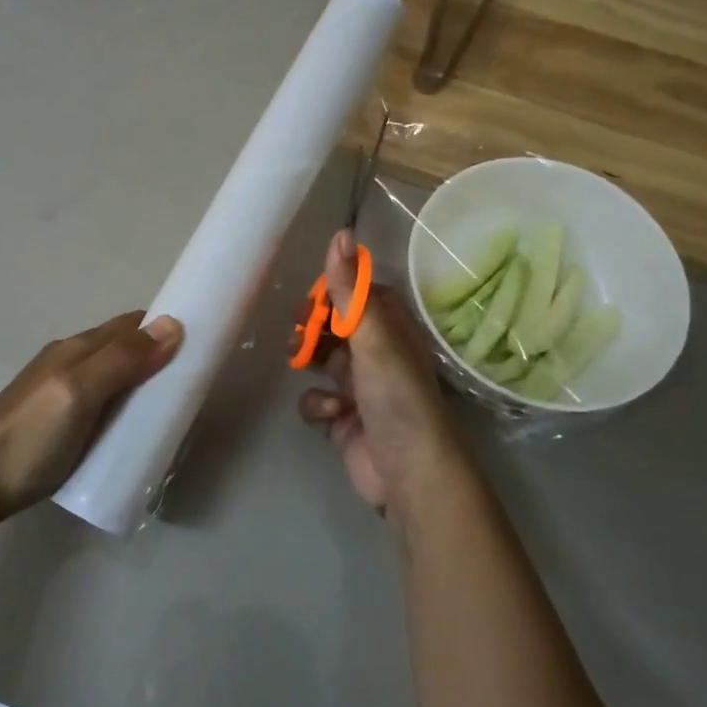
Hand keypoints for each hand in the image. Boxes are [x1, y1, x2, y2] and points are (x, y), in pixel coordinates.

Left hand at [0, 311, 182, 525]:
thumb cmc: (30, 435)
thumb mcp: (79, 392)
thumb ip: (123, 360)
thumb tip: (174, 324)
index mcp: (78, 349)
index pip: (132, 325)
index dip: (165, 329)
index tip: (202, 346)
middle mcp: (72, 362)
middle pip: (125, 350)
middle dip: (160, 359)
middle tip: (194, 387)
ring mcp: (63, 393)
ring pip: (116, 378)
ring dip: (145, 386)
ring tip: (173, 412)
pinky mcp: (60, 423)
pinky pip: (105, 404)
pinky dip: (127, 408)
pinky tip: (136, 432)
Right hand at [298, 231, 476, 518]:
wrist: (409, 472)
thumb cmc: (396, 396)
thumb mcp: (372, 337)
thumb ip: (350, 290)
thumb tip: (340, 233)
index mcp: (391, 329)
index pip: (357, 295)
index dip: (333, 291)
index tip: (311, 296)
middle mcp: (376, 353)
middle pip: (335, 326)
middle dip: (313, 326)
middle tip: (297, 330)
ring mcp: (359, 387)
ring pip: (321, 360)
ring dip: (308, 359)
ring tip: (298, 360)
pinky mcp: (343, 418)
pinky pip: (317, 398)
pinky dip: (318, 403)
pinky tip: (332, 412)